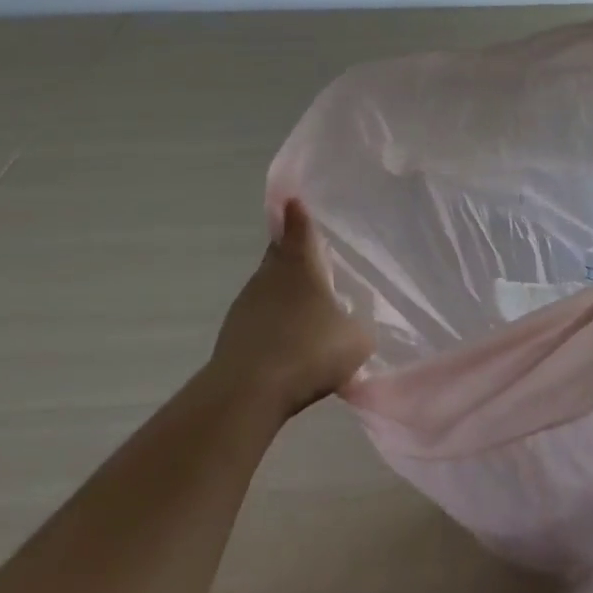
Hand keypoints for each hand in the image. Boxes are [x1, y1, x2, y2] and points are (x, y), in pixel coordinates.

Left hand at [208, 200, 374, 418]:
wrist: (248, 392)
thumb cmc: (309, 351)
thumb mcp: (355, 339)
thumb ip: (358, 325)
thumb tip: (353, 324)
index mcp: (299, 267)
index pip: (298, 229)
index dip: (298, 215)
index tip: (294, 201)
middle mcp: (269, 277)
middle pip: (280, 256)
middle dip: (292, 253)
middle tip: (310, 256)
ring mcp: (246, 306)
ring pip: (268, 288)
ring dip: (283, 293)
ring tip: (306, 308)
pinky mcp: (233, 336)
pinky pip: (260, 319)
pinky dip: (274, 324)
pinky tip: (289, 344)